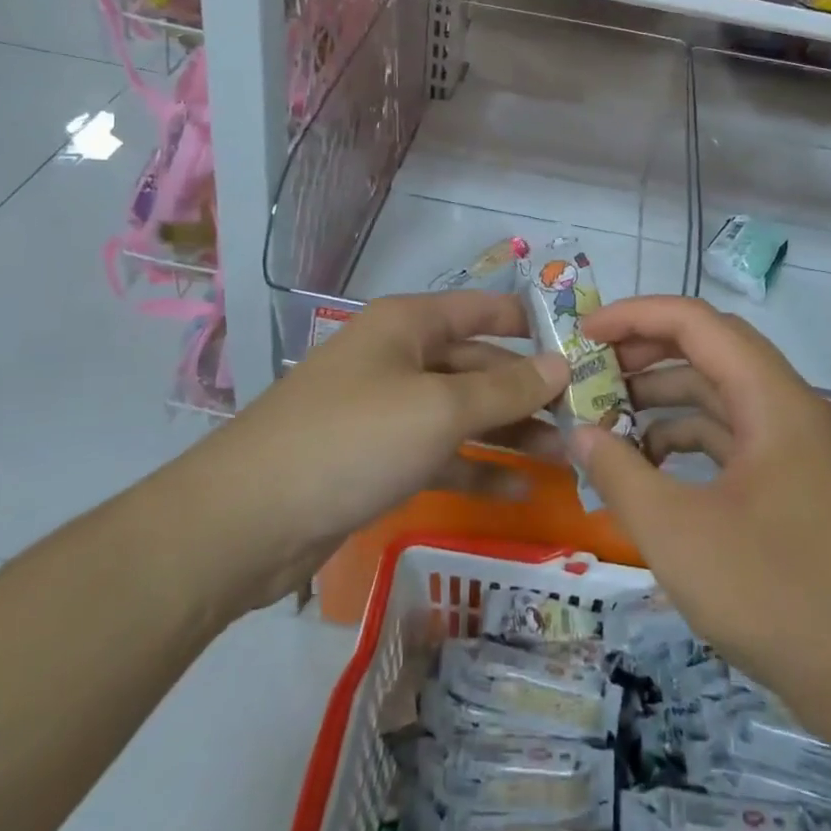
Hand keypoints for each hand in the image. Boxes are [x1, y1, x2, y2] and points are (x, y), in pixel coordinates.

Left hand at [197, 292, 568, 614]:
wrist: (246, 521)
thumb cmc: (353, 439)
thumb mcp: (440, 409)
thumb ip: (506, 388)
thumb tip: (562, 365)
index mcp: (409, 324)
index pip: (484, 309)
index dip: (533, 324)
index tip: (584, 347)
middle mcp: (399, 357)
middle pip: (478, 363)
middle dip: (528, 389)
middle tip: (584, 416)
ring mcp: (386, 410)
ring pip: (462, 412)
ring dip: (510, 431)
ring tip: (565, 454)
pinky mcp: (377, 459)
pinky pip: (440, 454)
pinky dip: (477, 469)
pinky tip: (520, 490)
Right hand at [572, 297, 830, 736]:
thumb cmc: (773, 594)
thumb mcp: (676, 533)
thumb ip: (620, 472)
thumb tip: (581, 433)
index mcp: (772, 398)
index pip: (697, 322)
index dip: (636, 316)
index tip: (584, 332)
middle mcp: (788, 406)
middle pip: (711, 348)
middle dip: (647, 351)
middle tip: (593, 369)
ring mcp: (794, 445)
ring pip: (721, 392)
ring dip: (665, 397)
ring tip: (609, 418)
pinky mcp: (792, 481)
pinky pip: (732, 434)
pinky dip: (687, 437)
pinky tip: (650, 465)